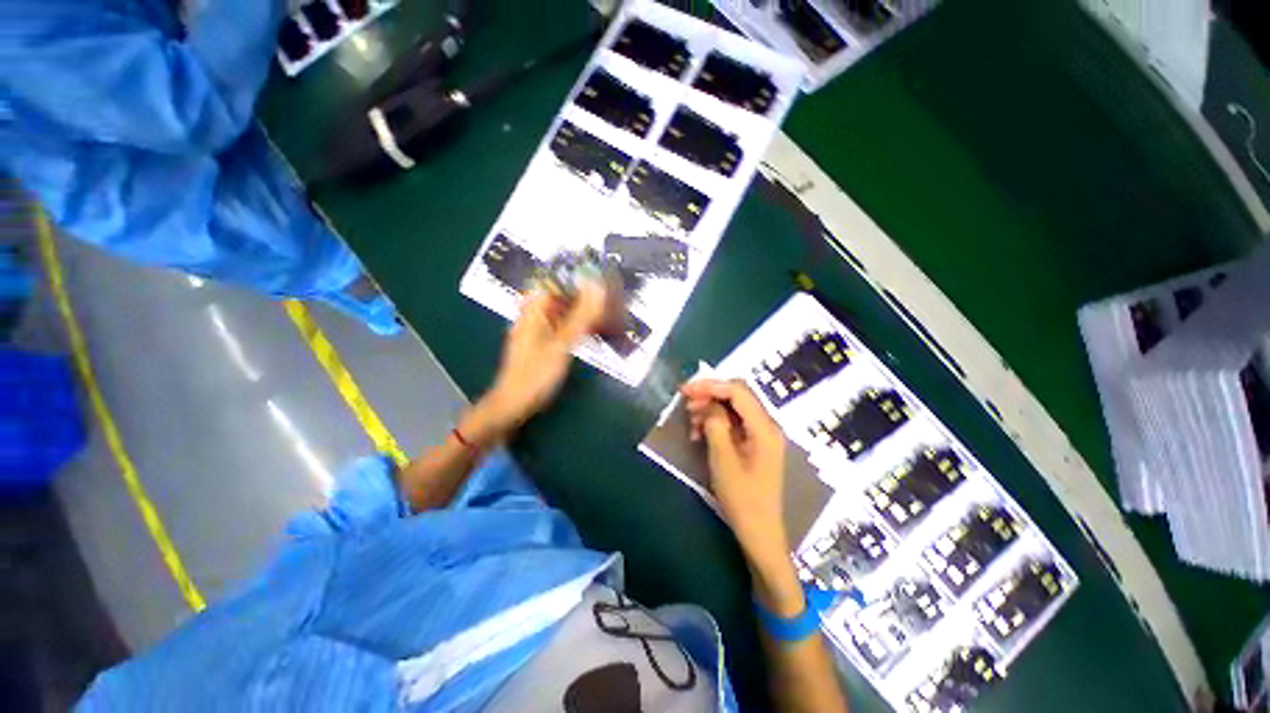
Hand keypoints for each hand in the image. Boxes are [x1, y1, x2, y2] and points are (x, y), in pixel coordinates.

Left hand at [479, 283, 606, 435]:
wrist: (513, 406)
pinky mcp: (542, 344)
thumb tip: (597, 286)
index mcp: (532, 311)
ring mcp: (537, 331)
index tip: (598, 279)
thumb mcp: (561, 344)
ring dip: (582, 312)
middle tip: (608, 298)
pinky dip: (576, 328)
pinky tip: (591, 333)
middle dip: (583, 296)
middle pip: (559, 297)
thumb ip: (580, 317)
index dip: (575, 278)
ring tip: (605, 313)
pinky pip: (561, 328)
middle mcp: (533, 317)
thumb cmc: (535, 374)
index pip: (552, 282)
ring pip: (562, 313)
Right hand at [681, 379, 789, 569]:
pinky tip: (701, 433)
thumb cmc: (742, 498)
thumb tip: (708, 404)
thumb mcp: (723, 459)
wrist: (759, 531)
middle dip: (710, 395)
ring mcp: (762, 434)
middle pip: (737, 396)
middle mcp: (767, 425)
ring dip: (711, 409)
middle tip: (686, 404)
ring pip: (734, 408)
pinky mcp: (755, 443)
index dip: (710, 386)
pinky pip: (735, 422)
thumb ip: (715, 424)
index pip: (737, 392)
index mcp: (764, 428)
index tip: (686, 390)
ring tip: (691, 421)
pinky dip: (717, 422)